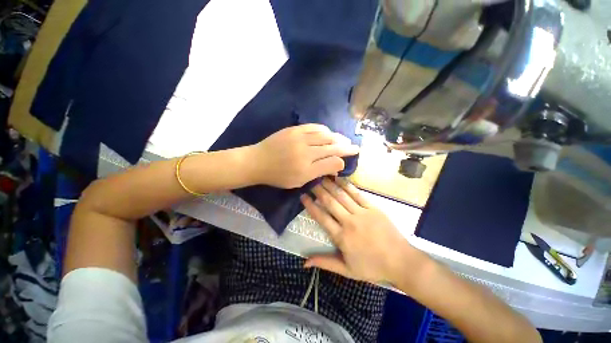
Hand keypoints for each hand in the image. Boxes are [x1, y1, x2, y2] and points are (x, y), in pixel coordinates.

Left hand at [250, 124, 358, 188]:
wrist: (258, 161)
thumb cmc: (278, 176)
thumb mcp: (299, 181)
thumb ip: (318, 173)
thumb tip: (335, 165)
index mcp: (307, 168)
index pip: (332, 161)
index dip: (343, 159)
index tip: (350, 157)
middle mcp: (306, 152)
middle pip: (332, 147)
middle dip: (346, 146)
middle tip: (355, 147)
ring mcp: (300, 138)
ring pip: (325, 135)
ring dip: (338, 137)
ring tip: (345, 139)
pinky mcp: (294, 129)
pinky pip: (314, 127)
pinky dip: (324, 129)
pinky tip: (329, 132)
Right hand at [300, 177, 427, 284]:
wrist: (401, 261)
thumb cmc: (373, 267)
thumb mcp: (347, 270)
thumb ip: (325, 263)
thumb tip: (304, 262)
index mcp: (342, 237)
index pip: (322, 217)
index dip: (310, 206)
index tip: (303, 196)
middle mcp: (349, 221)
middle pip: (330, 202)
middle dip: (318, 191)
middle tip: (310, 181)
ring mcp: (362, 213)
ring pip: (342, 195)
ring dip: (330, 185)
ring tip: (321, 177)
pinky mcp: (373, 207)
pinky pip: (357, 194)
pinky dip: (347, 185)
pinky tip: (339, 179)